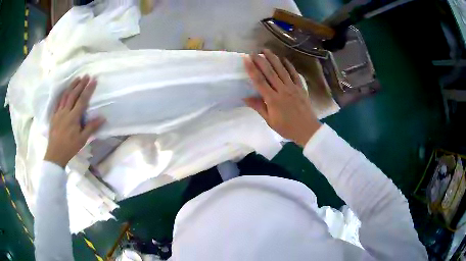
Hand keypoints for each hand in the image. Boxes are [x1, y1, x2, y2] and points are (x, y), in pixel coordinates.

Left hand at [44, 75, 104, 167]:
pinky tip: (65, 90)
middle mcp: (65, 112)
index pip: (82, 100)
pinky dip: (62, 94)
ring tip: (77, 78)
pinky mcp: (53, 115)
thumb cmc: (70, 148)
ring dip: (71, 86)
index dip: (88, 89)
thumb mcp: (82, 140)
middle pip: (73, 95)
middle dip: (80, 84)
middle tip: (86, 75)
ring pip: (65, 96)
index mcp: (73, 118)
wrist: (55, 154)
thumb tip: (103, 118)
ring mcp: (58, 113)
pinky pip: (58, 102)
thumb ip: (91, 127)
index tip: (94, 80)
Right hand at [243, 49, 321, 146]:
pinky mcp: (300, 88)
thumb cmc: (287, 128)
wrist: (307, 130)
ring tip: (266, 50)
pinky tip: (284, 59)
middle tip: (253, 52)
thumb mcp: (270, 121)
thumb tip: (245, 98)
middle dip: (261, 61)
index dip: (252, 69)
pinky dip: (289, 66)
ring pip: (281, 70)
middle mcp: (282, 90)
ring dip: (273, 59)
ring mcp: (293, 88)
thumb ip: (259, 107)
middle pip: (270, 72)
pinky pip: (294, 74)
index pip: (260, 81)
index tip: (246, 60)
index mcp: (273, 99)